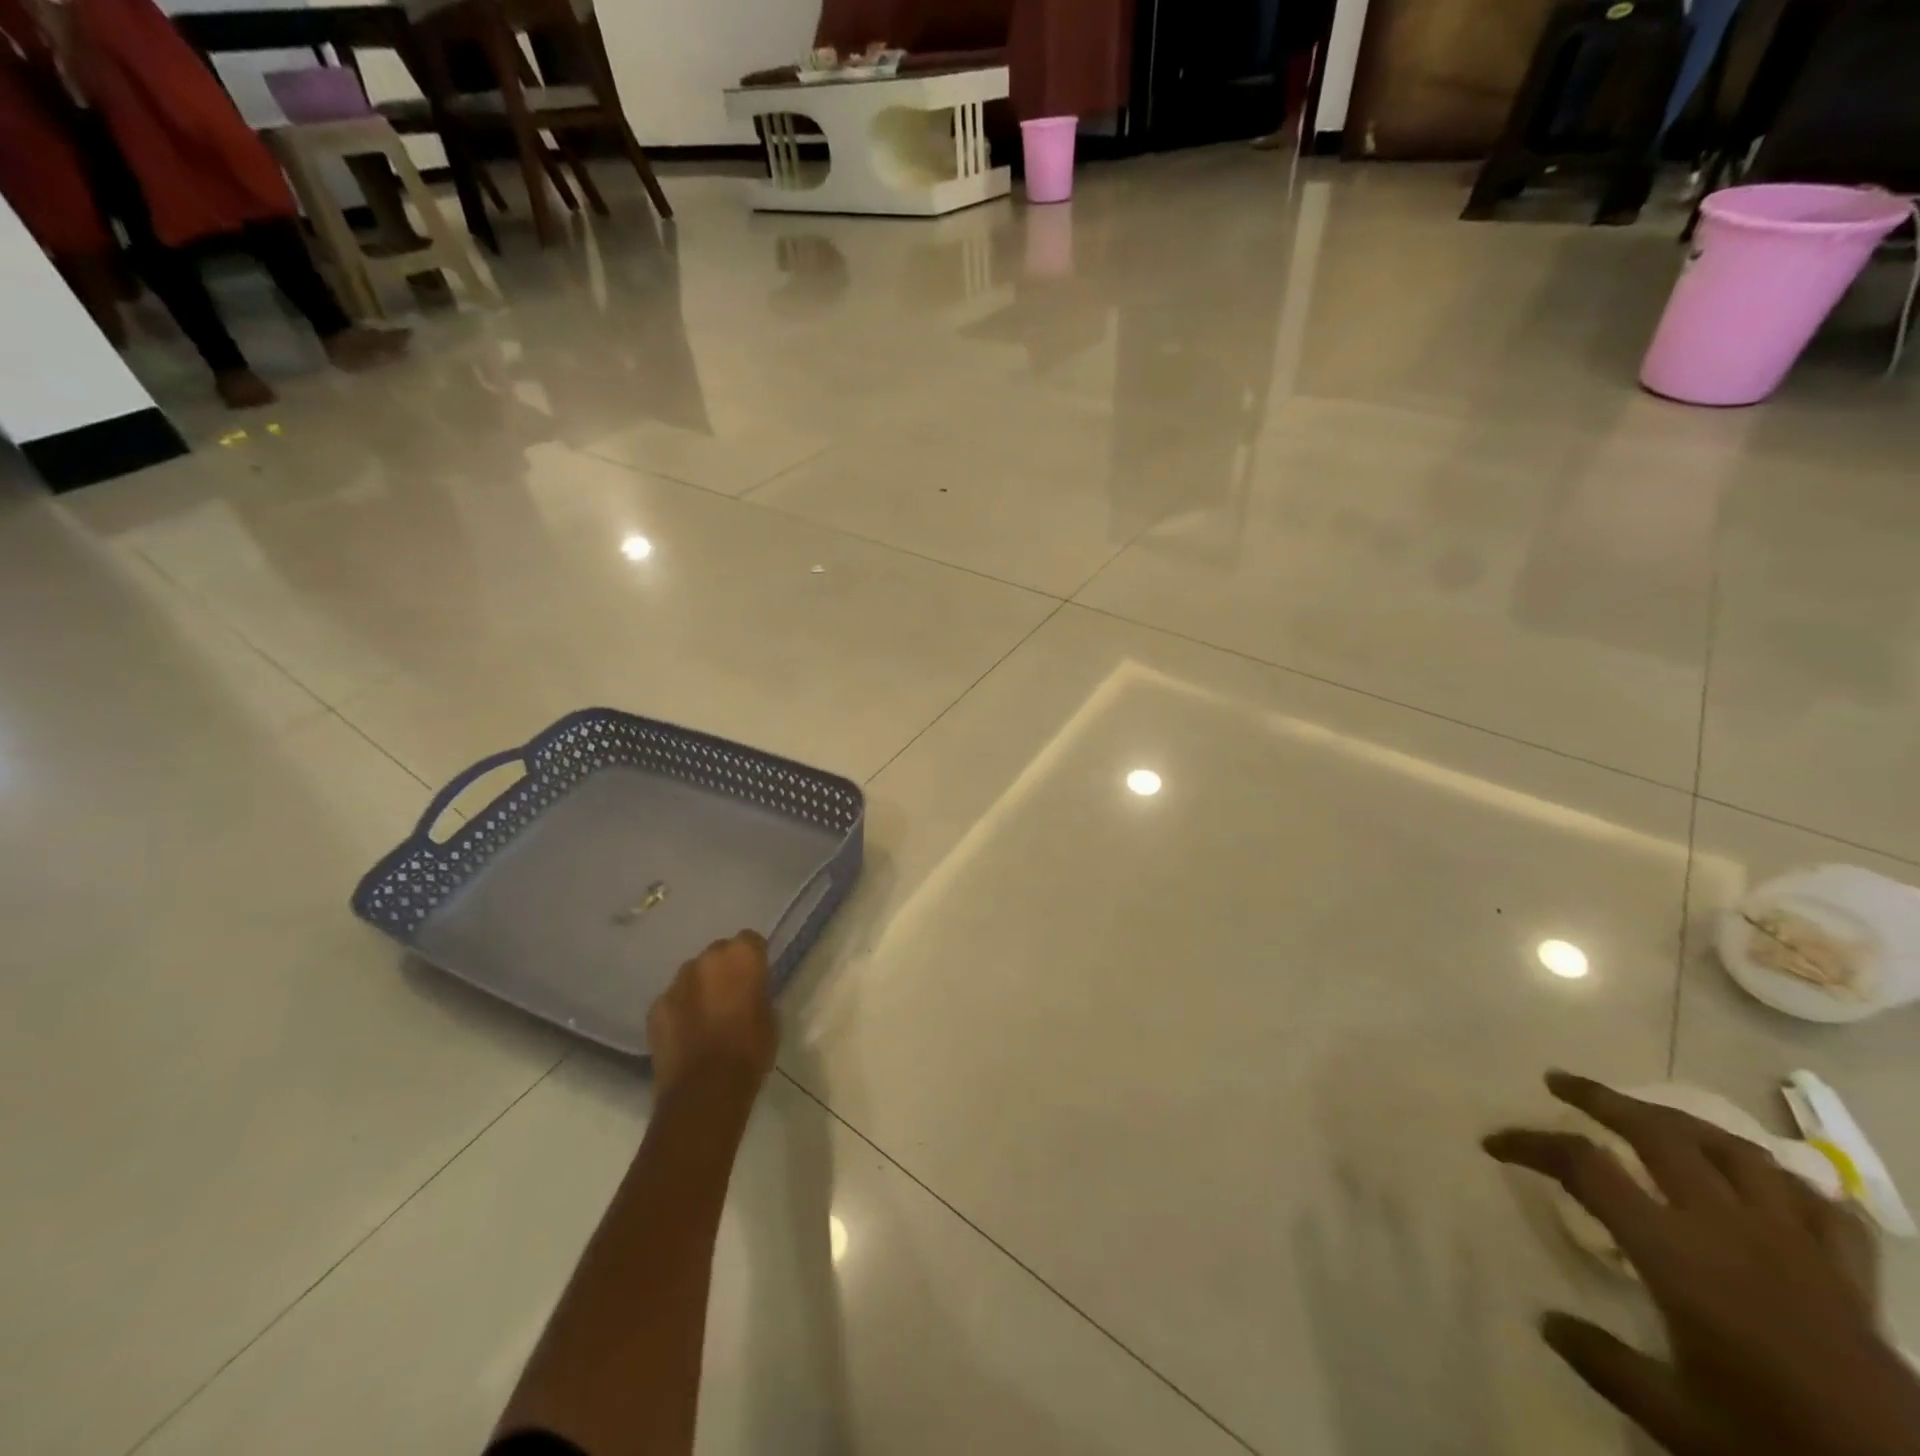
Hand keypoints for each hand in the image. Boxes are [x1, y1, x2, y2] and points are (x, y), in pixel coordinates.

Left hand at [646, 931, 777, 1099]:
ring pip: (692, 975)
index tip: (756, 978)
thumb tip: (750, 991)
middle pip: (718, 953)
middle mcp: (707, 959)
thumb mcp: (770, 1017)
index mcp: (741, 956)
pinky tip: (685, 1034)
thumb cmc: (750, 1051)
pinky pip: (672, 1000)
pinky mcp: (655, 1007)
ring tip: (705, 1018)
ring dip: (700, 988)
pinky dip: (679, 1011)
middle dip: (724, 969)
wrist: (705, 1089)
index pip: (750, 940)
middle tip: (730, 996)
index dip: (753, 959)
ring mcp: (677, 982)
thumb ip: (759, 993)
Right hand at [1485, 1071, 1916, 1455]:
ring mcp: (1796, 1246)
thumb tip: (1547, 1321)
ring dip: (1680, 1121)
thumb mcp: (1677, 1423)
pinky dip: (1778, 1177)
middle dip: (1599, 1098)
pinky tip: (1758, 1178)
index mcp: (1677, 1254)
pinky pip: (1815, 1202)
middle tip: (1559, 1083)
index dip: (1531, 1144)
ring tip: (1649, 1115)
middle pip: (1657, 1133)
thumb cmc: (1776, 1447)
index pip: (1585, 1167)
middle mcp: (1730, 1229)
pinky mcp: (1848, 1275)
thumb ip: (1604, 1363)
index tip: (1495, 1143)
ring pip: (1733, 1150)